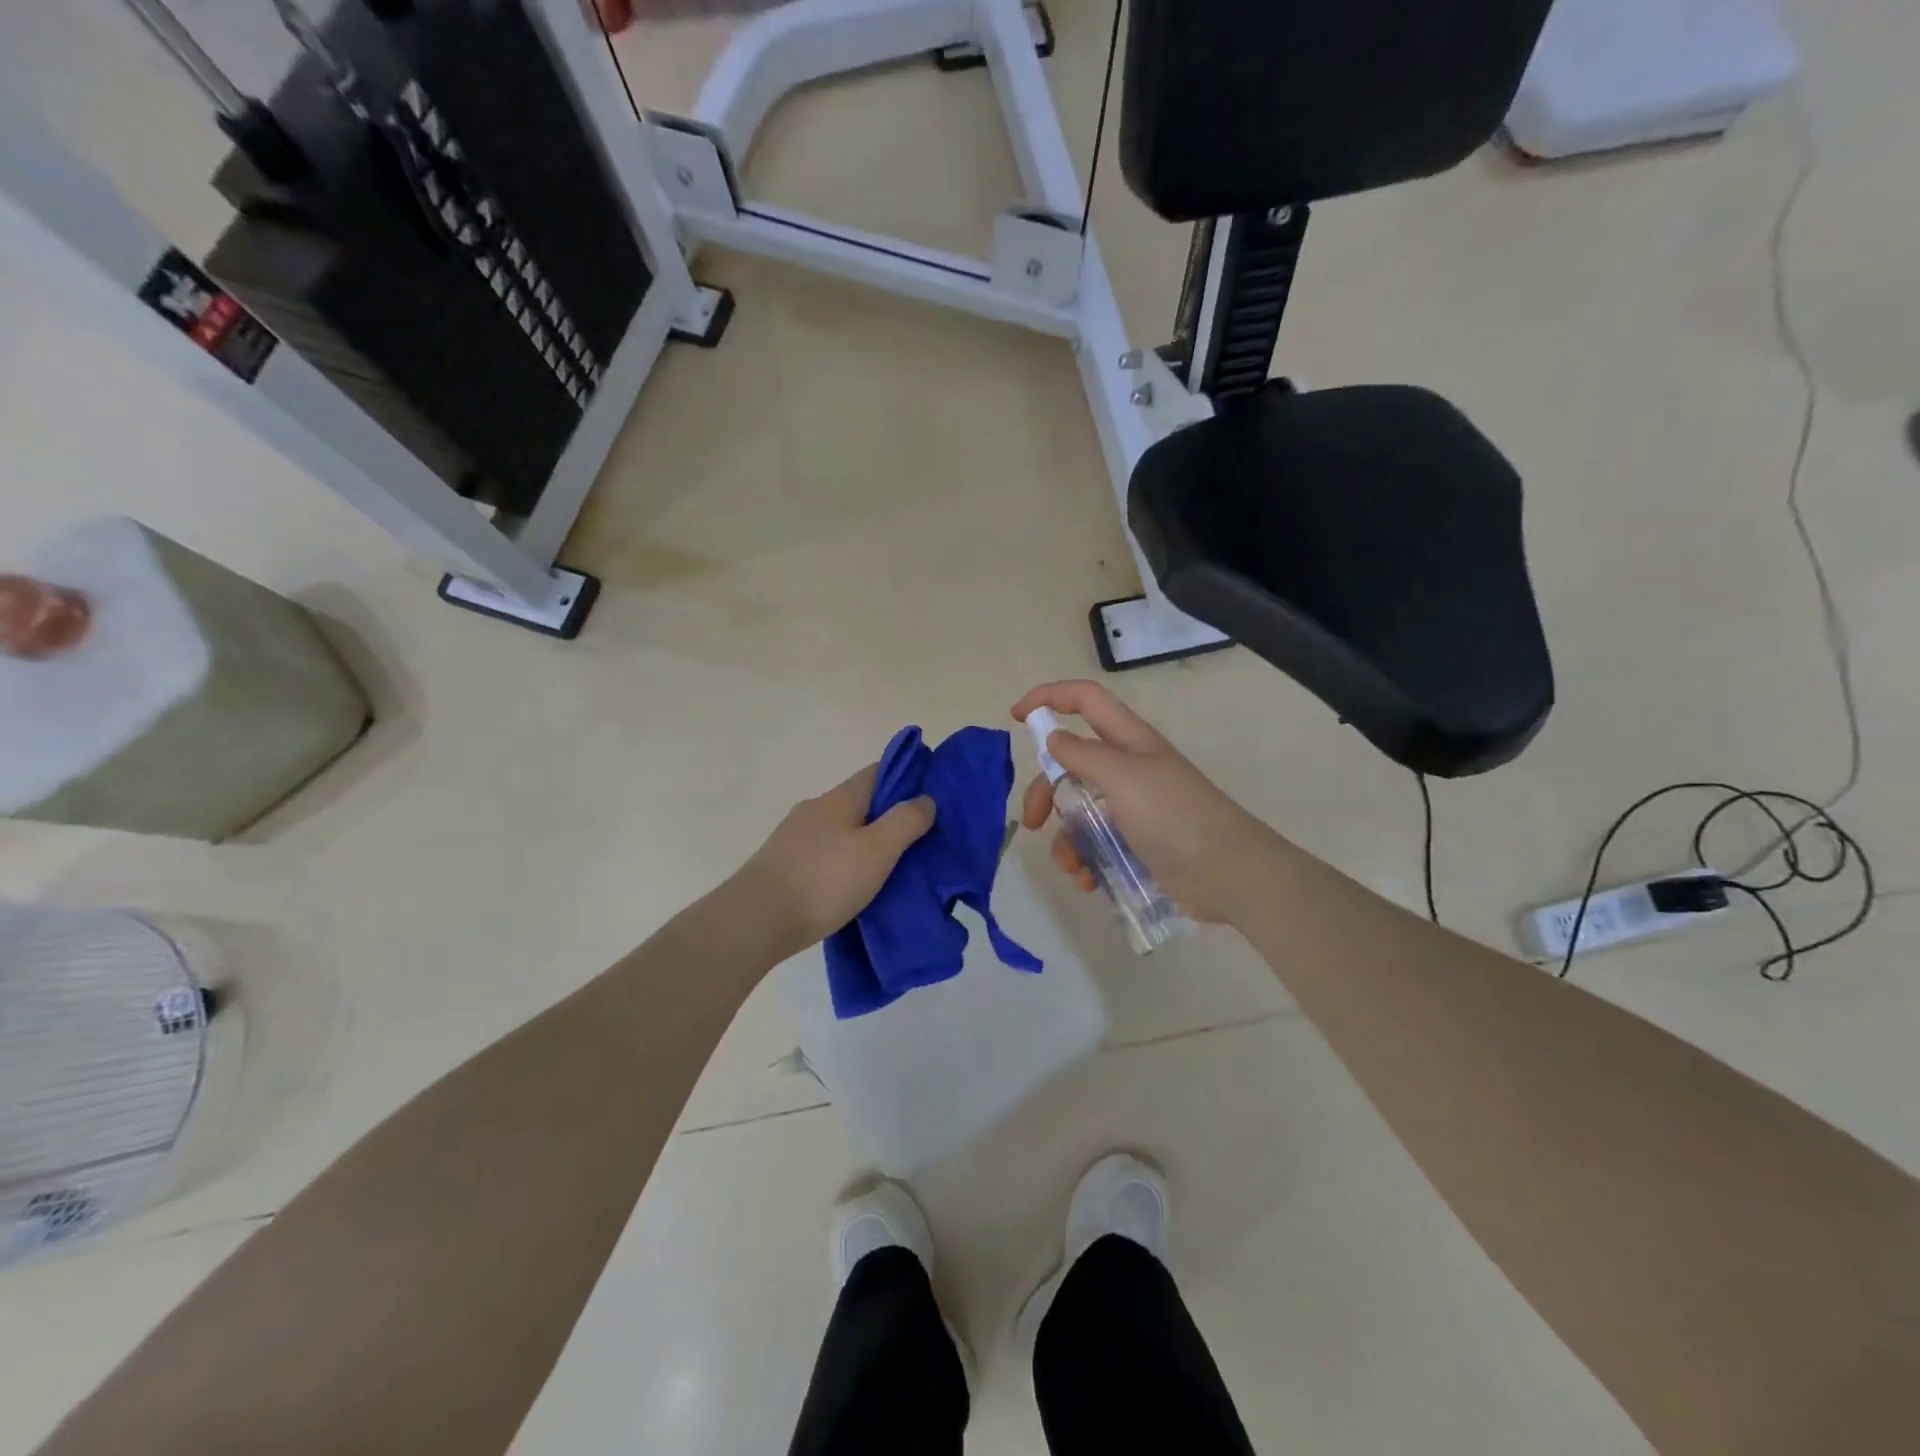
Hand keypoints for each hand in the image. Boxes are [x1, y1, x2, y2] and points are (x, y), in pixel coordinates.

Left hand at [733, 764, 935, 960]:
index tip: (931, 795)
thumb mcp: (877, 851)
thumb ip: (905, 822)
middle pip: (860, 802)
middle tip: (919, 839)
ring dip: (865, 841)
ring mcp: (795, 837)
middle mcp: (815, 809)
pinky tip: (853, 884)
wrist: (755, 921)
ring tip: (890, 867)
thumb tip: (925, 798)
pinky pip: (825, 853)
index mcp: (840, 798)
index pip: (878, 771)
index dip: (906, 777)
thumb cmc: (824, 881)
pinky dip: (844, 861)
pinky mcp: (783, 864)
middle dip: (888, 815)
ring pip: (842, 829)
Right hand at [1012, 681, 1274, 924]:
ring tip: (1072, 866)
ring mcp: (1133, 807)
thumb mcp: (1124, 777)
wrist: (1229, 874)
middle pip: (1070, 764)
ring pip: (1079, 810)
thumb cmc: (1175, 816)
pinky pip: (1096, 843)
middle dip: (1045, 791)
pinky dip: (1086, 860)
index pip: (1085, 700)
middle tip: (1032, 821)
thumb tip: (1053, 737)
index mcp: (1128, 741)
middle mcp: (1128, 768)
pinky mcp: (1137, 842)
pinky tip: (1089, 880)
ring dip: (1066, 838)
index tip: (1016, 717)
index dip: (1049, 698)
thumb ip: (1083, 754)